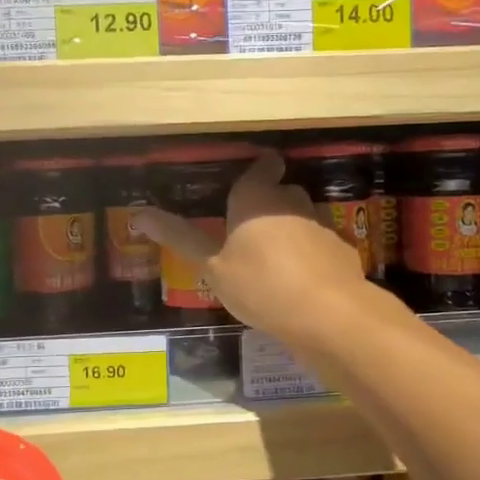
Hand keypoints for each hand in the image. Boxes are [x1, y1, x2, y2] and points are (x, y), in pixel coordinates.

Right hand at [132, 150, 367, 345]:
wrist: (327, 314)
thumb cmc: (259, 284)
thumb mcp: (212, 267)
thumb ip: (179, 238)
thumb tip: (138, 214)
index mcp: (255, 197)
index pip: (263, 165)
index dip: (259, 170)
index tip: (248, 183)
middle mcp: (291, 202)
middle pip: (282, 191)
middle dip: (268, 204)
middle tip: (247, 231)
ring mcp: (320, 225)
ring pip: (301, 217)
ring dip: (289, 230)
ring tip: (271, 260)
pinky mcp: (341, 250)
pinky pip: (319, 246)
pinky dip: (310, 256)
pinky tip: (300, 282)